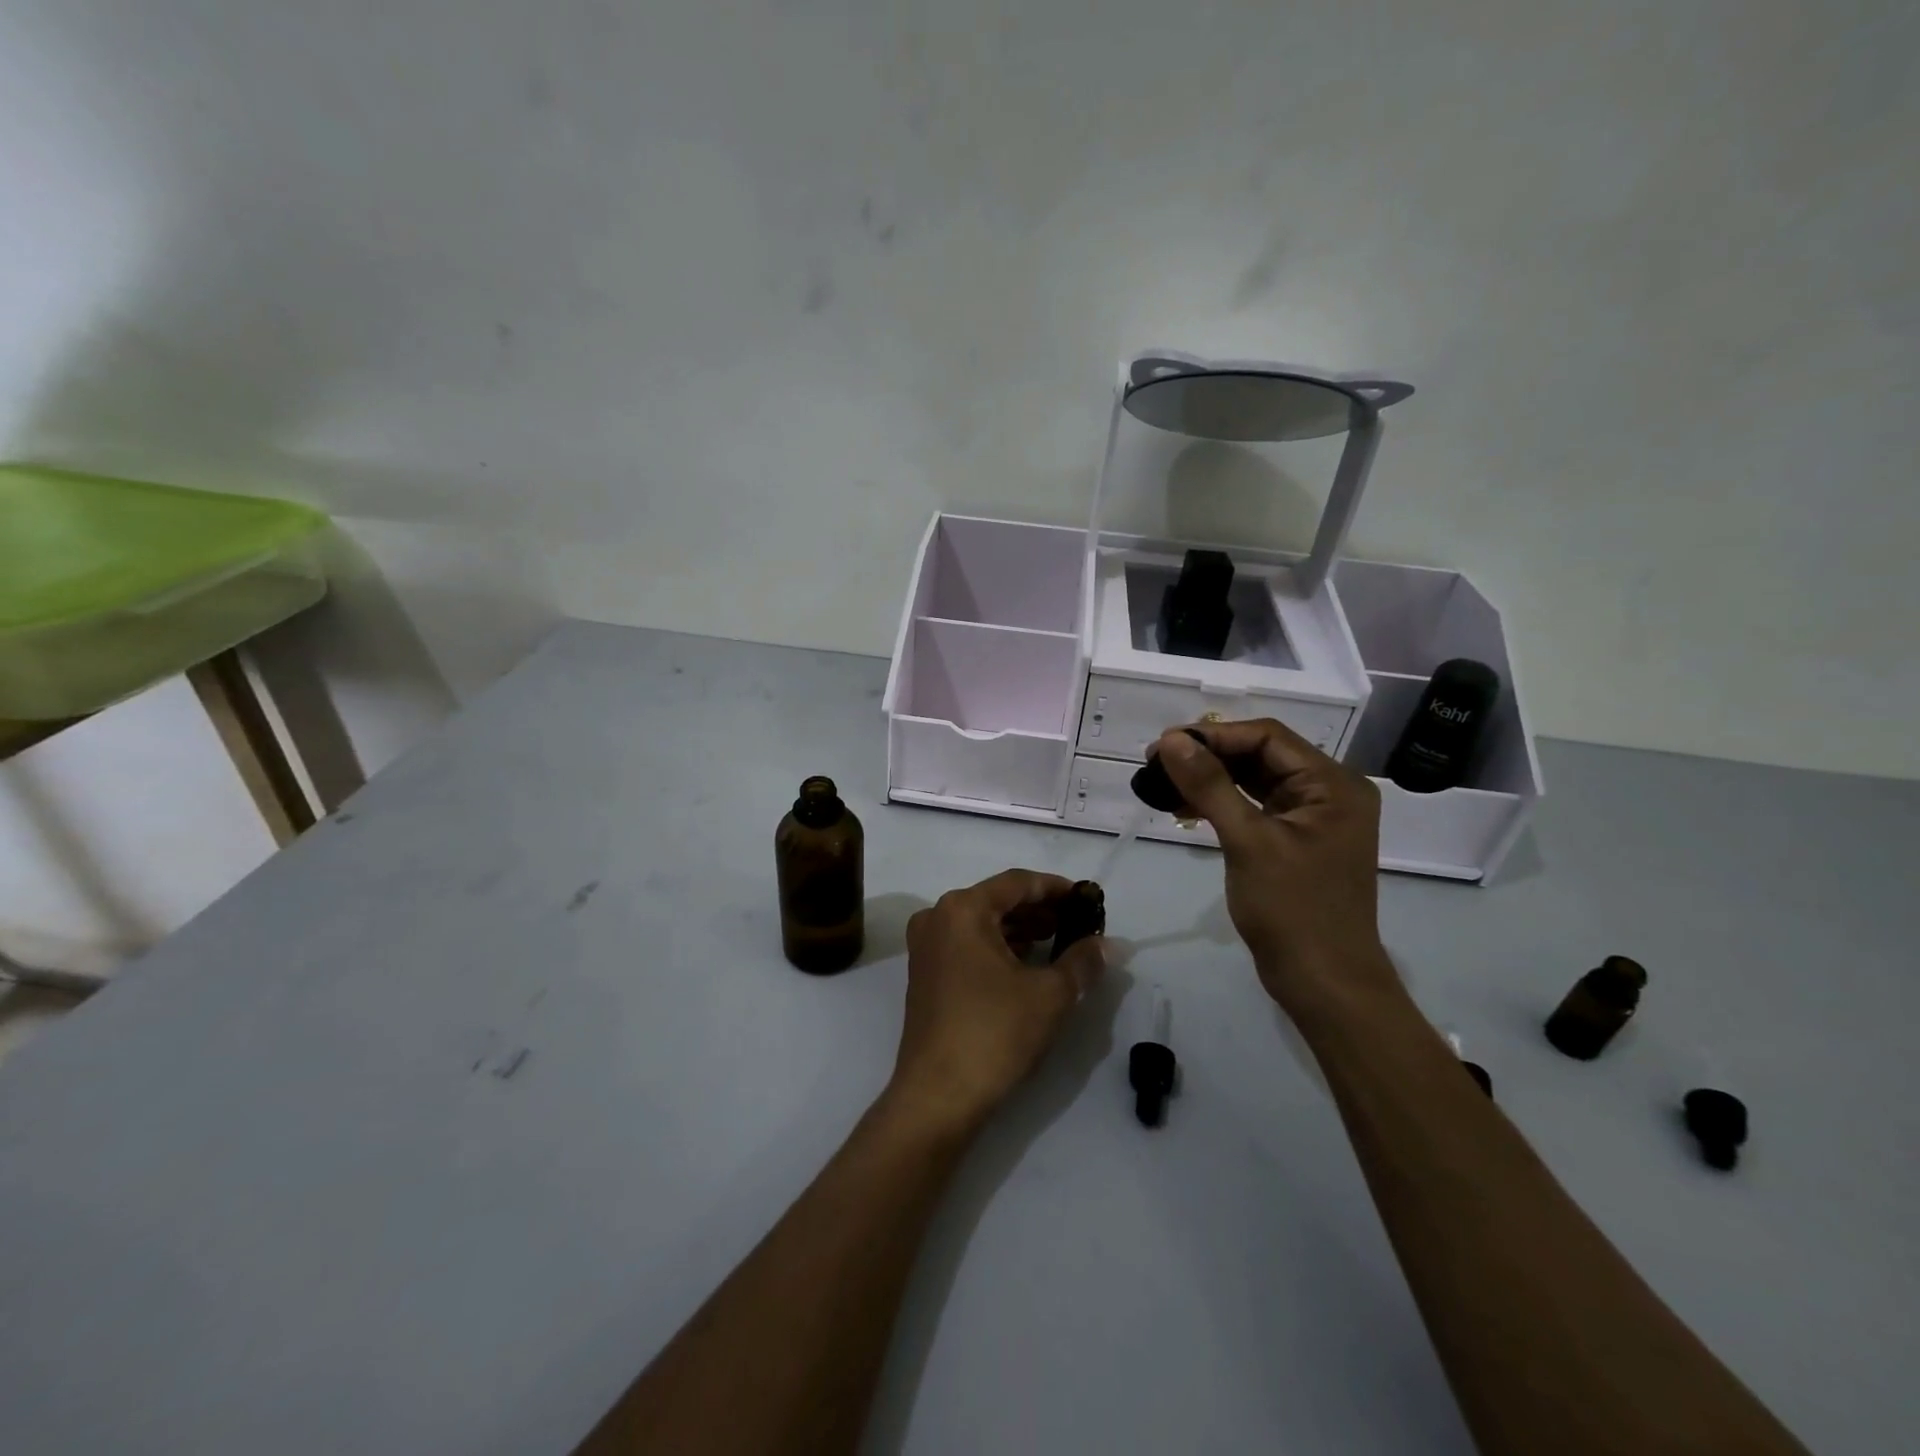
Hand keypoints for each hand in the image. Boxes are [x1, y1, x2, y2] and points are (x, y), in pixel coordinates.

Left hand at [887, 870, 1104, 1133]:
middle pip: (998, 901)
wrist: (938, 1096)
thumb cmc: (994, 1033)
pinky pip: (969, 946)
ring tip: (1061, 942)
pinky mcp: (926, 975)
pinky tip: (1029, 964)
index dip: (1057, 888)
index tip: (1088, 898)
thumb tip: (1109, 945)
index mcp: (962, 909)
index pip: (1018, 883)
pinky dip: (1000, 949)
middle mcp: (937, 918)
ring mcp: (927, 948)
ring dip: (1022, 930)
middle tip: (1080, 923)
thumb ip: (1082, 961)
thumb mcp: (1050, 994)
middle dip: (1041, 911)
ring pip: (983, 925)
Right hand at [1149, 721, 1397, 1017]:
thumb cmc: (1293, 909)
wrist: (1324, 983)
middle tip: (1155, 762)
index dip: (1214, 735)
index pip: (1267, 738)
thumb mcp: (1248, 842)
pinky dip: (1221, 804)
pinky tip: (1184, 810)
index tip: (1163, 744)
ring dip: (1210, 779)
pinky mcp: (1295, 841)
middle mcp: (1328, 793)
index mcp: (1332, 784)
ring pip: (1254, 780)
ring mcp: (1312, 818)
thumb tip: (1170, 741)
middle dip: (1208, 756)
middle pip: (1261, 755)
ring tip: (1162, 783)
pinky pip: (1254, 807)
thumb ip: (1209, 786)